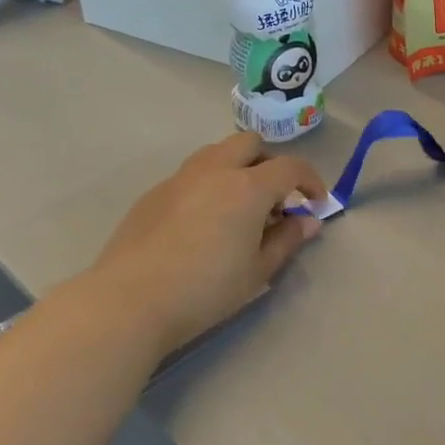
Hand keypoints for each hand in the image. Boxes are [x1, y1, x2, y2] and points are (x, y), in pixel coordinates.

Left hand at [95, 133, 328, 350]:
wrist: (130, 300)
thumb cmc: (205, 289)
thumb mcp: (258, 271)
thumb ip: (286, 240)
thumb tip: (308, 222)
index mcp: (247, 187)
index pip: (291, 167)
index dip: (310, 181)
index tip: (315, 204)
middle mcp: (215, 170)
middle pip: (250, 143)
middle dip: (269, 163)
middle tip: (273, 200)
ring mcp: (180, 178)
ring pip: (216, 153)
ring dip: (236, 169)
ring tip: (237, 210)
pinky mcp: (154, 193)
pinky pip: (191, 175)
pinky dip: (208, 186)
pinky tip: (201, 224)